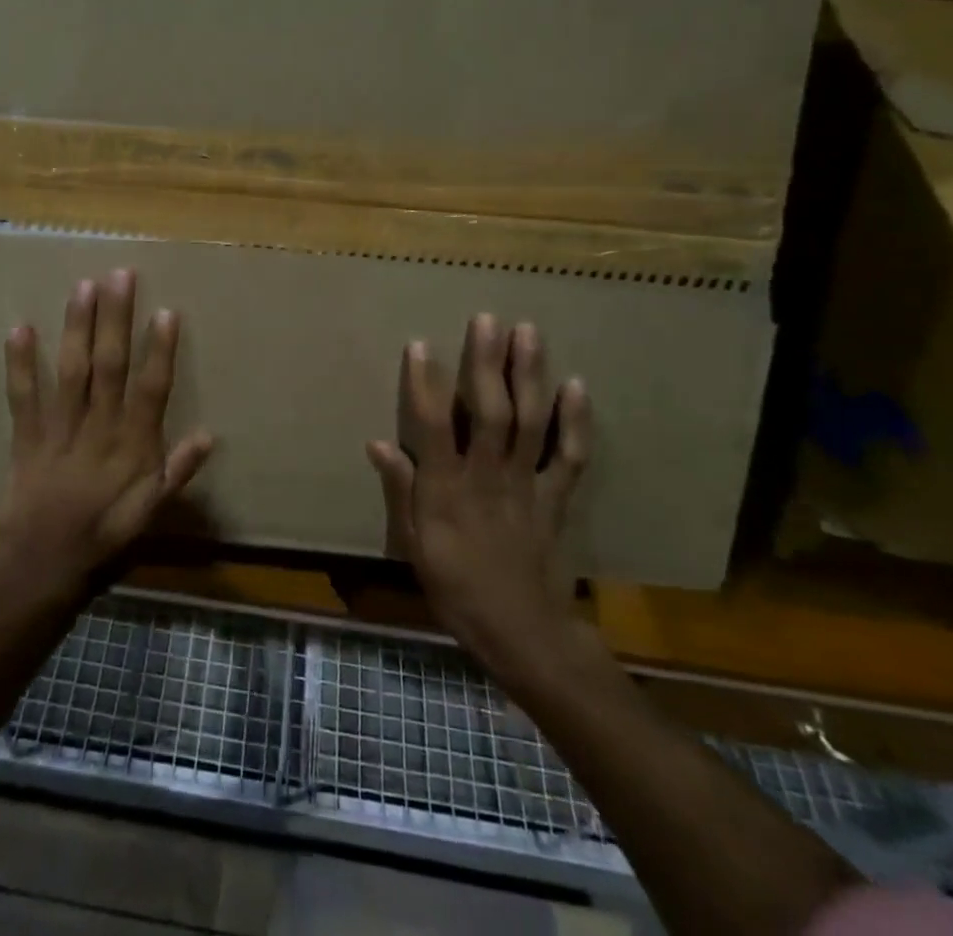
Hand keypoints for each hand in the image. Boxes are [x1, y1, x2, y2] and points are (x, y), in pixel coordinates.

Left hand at [0, 268, 213, 605]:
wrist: (43, 567)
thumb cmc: (105, 537)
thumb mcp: (153, 512)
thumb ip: (179, 472)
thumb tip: (210, 434)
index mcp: (133, 446)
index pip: (152, 389)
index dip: (160, 349)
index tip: (166, 311)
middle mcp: (99, 429)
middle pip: (110, 366)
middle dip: (116, 319)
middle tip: (120, 276)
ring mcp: (59, 430)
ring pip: (71, 371)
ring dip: (77, 327)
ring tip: (83, 287)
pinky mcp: (25, 437)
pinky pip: (22, 396)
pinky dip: (20, 363)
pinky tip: (20, 328)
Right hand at [366, 315, 592, 679]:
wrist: (523, 632)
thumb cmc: (457, 588)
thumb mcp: (415, 545)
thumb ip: (401, 491)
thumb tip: (377, 443)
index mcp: (448, 488)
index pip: (433, 424)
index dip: (423, 382)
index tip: (419, 344)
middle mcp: (488, 475)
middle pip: (489, 410)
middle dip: (487, 362)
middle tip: (487, 319)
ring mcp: (527, 483)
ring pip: (530, 421)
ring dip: (529, 375)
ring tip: (528, 332)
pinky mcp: (556, 497)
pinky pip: (570, 455)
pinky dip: (576, 421)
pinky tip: (576, 385)